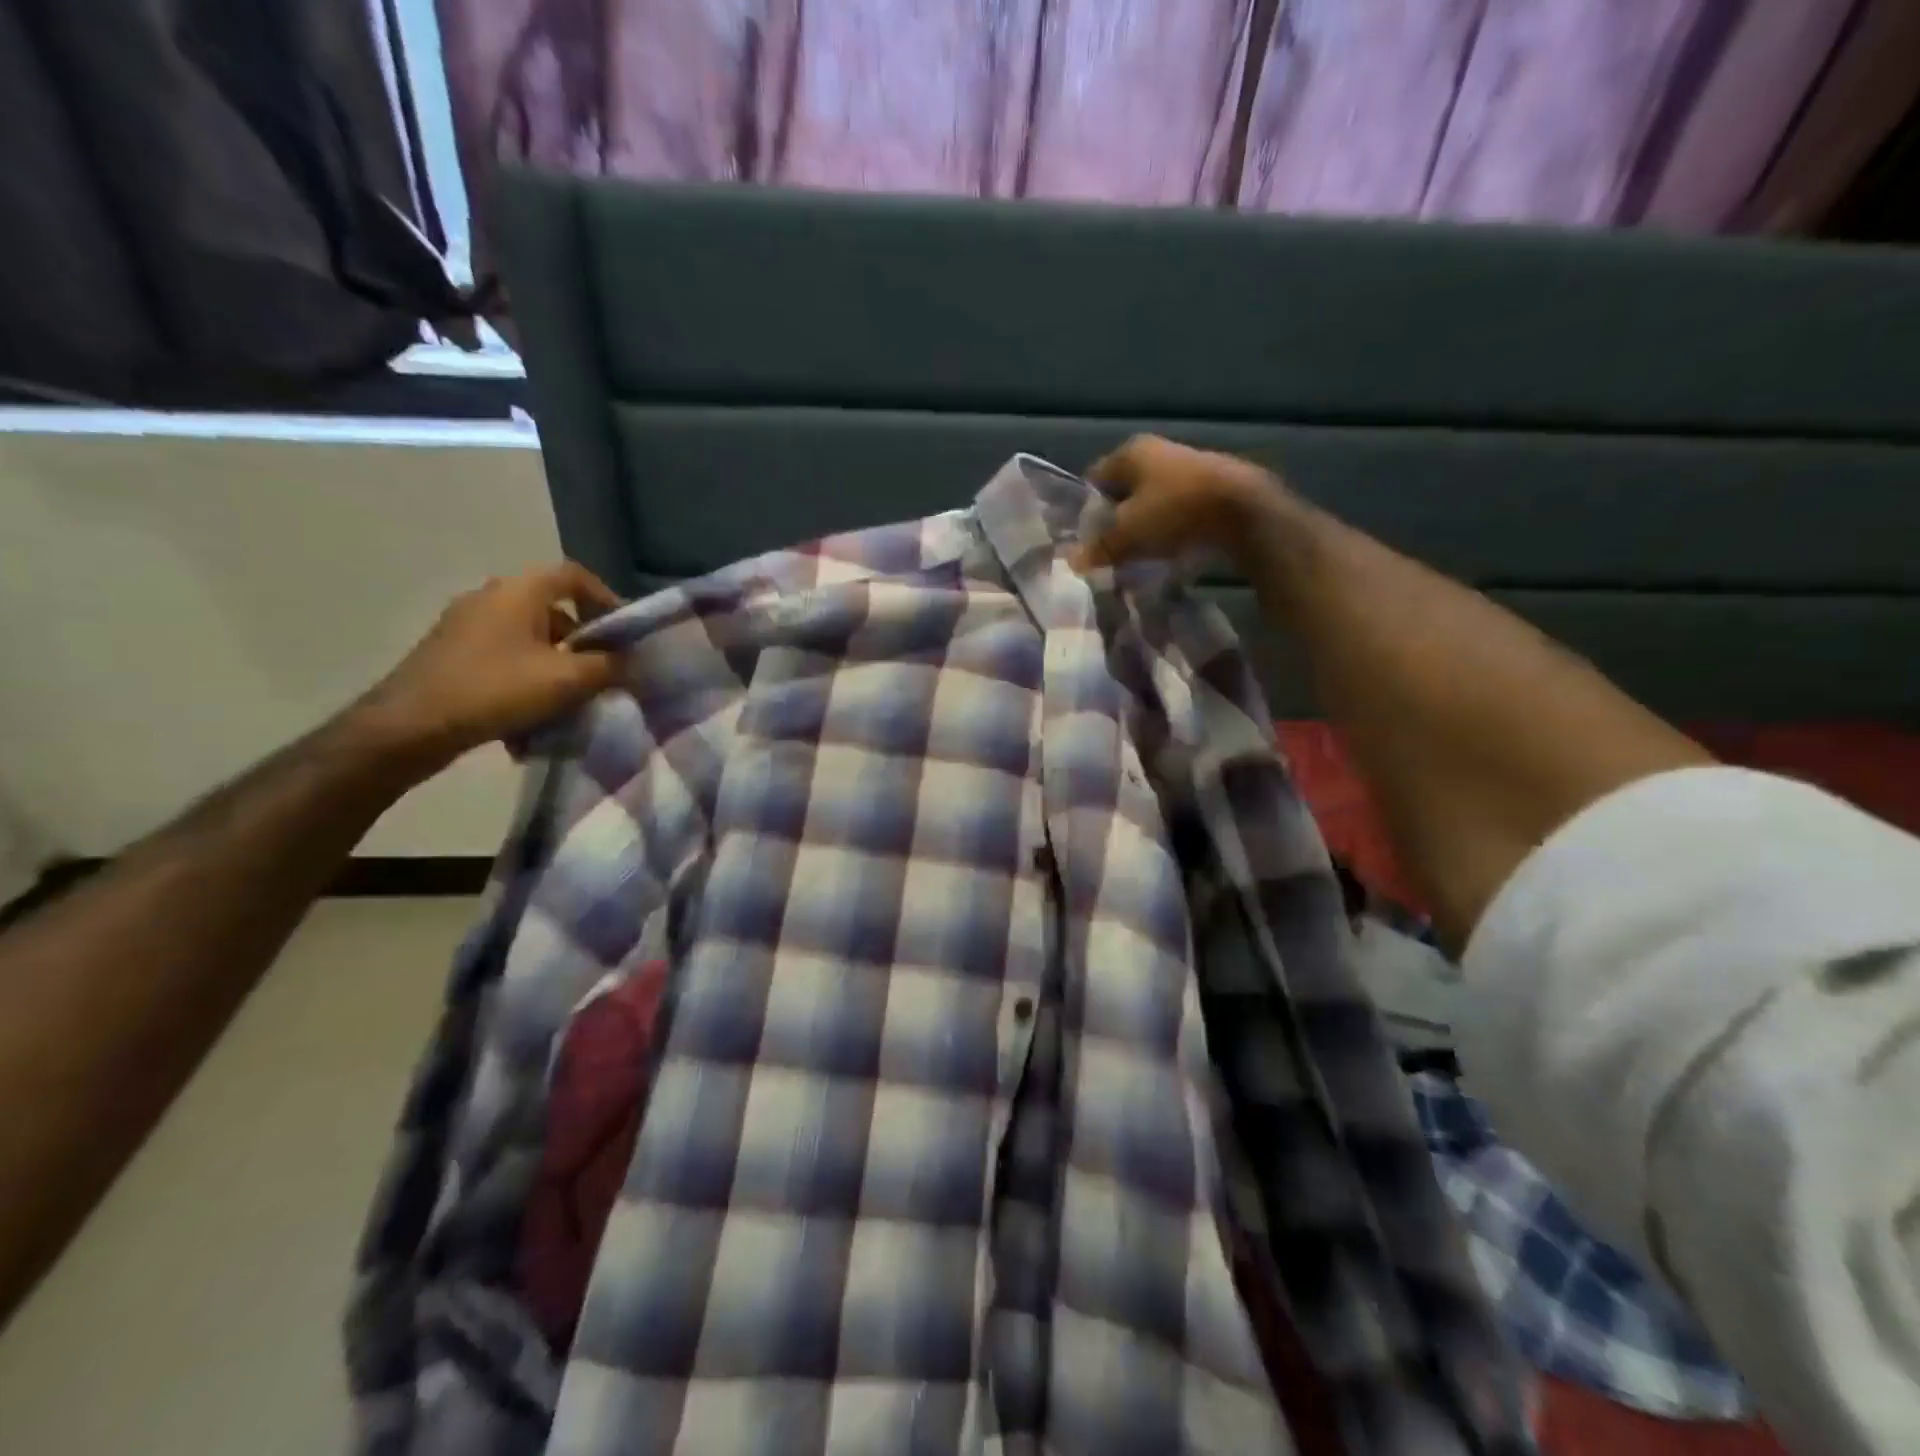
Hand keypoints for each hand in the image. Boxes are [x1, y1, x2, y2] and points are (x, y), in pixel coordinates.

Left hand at [351, 563, 624, 767]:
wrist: (410, 726)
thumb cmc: (496, 689)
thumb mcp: (567, 679)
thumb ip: (610, 666)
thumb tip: (635, 662)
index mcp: (518, 591)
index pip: (573, 576)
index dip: (606, 598)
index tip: (624, 632)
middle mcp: (491, 598)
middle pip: (553, 611)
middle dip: (584, 642)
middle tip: (603, 672)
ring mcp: (466, 627)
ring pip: (530, 640)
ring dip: (557, 666)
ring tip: (571, 701)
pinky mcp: (452, 655)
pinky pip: (505, 660)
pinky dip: (527, 680)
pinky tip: (533, 717)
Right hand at [1070, 435, 1291, 572]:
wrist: (1244, 510)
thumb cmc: (1174, 511)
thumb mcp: (1127, 534)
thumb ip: (1099, 547)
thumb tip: (1074, 561)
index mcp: (1130, 452)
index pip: (1093, 479)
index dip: (1086, 510)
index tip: (1085, 540)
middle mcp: (1158, 451)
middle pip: (1124, 490)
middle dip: (1115, 520)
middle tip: (1108, 552)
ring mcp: (1187, 466)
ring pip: (1151, 500)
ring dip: (1143, 526)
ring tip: (1137, 556)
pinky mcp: (1211, 486)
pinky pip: (1177, 509)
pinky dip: (1168, 528)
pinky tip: (1168, 551)